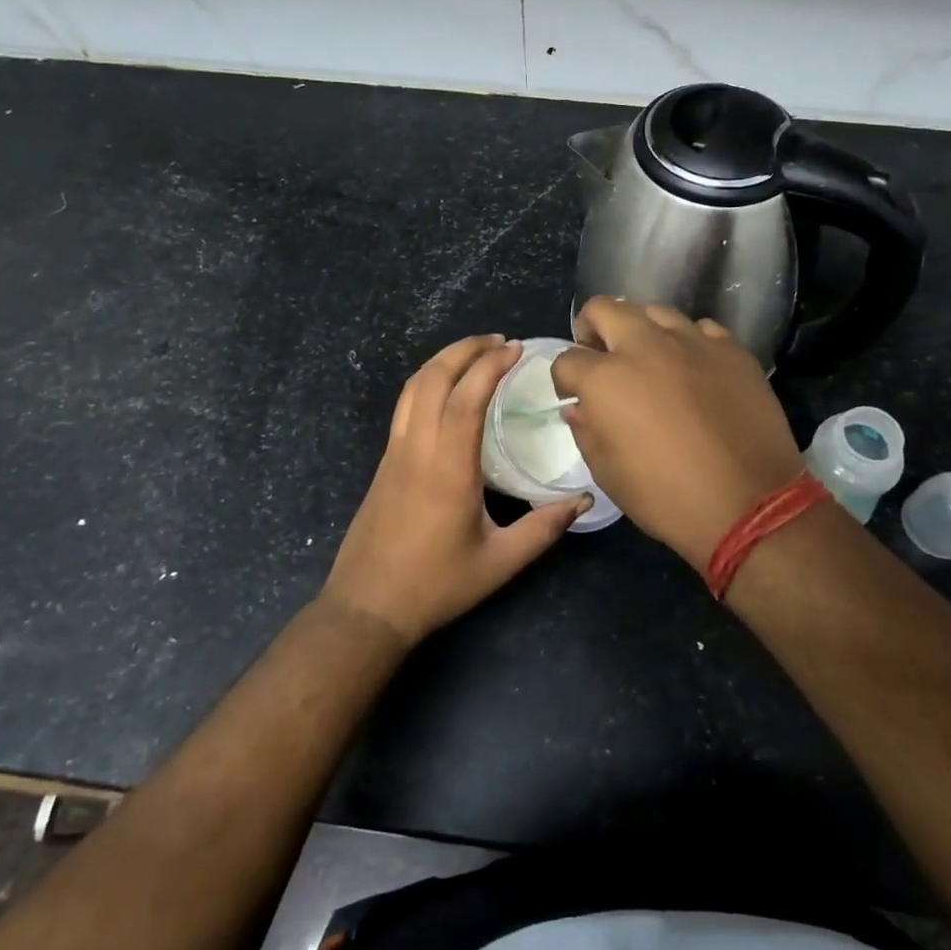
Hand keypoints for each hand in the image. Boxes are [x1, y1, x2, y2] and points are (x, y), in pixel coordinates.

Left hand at [322, 335, 588, 645]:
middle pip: (433, 378)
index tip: (516, 349)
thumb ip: (543, 528)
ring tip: (475, 354)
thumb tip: (583, 500)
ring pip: (413, 387)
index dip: (490, 366)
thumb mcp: (499, 562)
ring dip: (443, 361)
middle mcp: (417, 448)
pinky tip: (447, 390)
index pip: (466, 397)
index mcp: (447, 468)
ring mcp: (395, 453)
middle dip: (465, 350)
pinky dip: (428, 381)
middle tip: (499, 342)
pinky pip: (405, 405)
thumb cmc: (436, 585)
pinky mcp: (385, 462)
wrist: (367, 608)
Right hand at [551, 298, 804, 572]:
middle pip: (605, 309)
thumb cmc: (666, 497)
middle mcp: (645, 346)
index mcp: (607, 379)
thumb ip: (587, 432)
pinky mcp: (732, 349)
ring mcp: (693, 342)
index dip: (564, 378)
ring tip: (651, 358)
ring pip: (656, 312)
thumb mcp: (609, 474)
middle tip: (601, 354)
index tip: (573, 394)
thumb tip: (580, 408)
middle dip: (593, 328)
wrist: (749, 504)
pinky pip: (702, 330)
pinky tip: (695, 368)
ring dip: (643, 331)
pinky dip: (689, 343)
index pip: (567, 359)